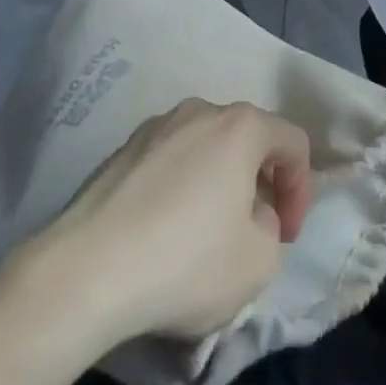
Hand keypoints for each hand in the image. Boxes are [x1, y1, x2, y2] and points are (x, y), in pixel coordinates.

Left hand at [24, 100, 311, 346]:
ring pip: (205, 148)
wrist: (85, 273)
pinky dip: (179, 188)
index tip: (286, 237)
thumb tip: (249, 213)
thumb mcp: (259, 261)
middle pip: (247, 139)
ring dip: (218, 183)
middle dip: (260, 183)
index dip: (301, 190)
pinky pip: (168, 162)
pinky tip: (162, 232)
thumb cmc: (186, 262)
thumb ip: (272, 227)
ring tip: (206, 233)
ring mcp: (154, 127)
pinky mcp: (119, 152)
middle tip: (253, 231)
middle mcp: (199, 111)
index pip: (293, 142)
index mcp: (240, 126)